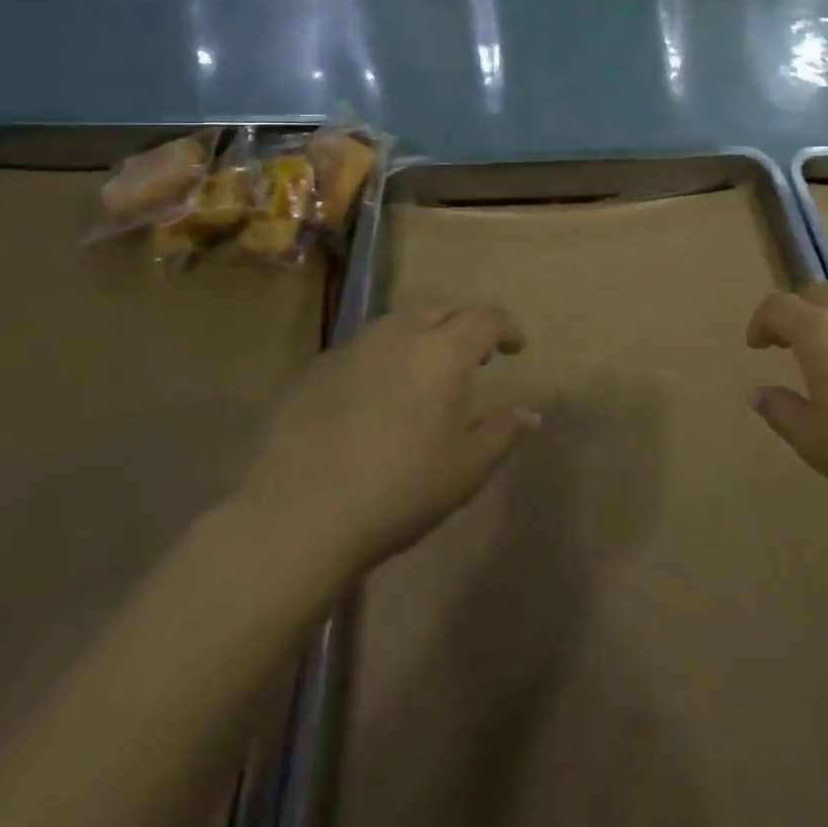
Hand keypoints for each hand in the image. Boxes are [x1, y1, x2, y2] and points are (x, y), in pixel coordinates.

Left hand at [234, 305, 537, 576]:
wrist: (298, 516)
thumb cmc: (400, 489)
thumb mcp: (467, 468)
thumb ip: (503, 432)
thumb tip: (530, 413)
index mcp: (442, 351)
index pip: (485, 318)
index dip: (506, 327)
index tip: (517, 346)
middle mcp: (399, 335)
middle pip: (441, 311)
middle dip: (464, 326)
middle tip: (476, 357)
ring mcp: (353, 349)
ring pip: (399, 325)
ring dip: (423, 338)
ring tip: (428, 372)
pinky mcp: (316, 371)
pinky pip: (364, 349)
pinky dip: (386, 359)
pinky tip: (380, 395)